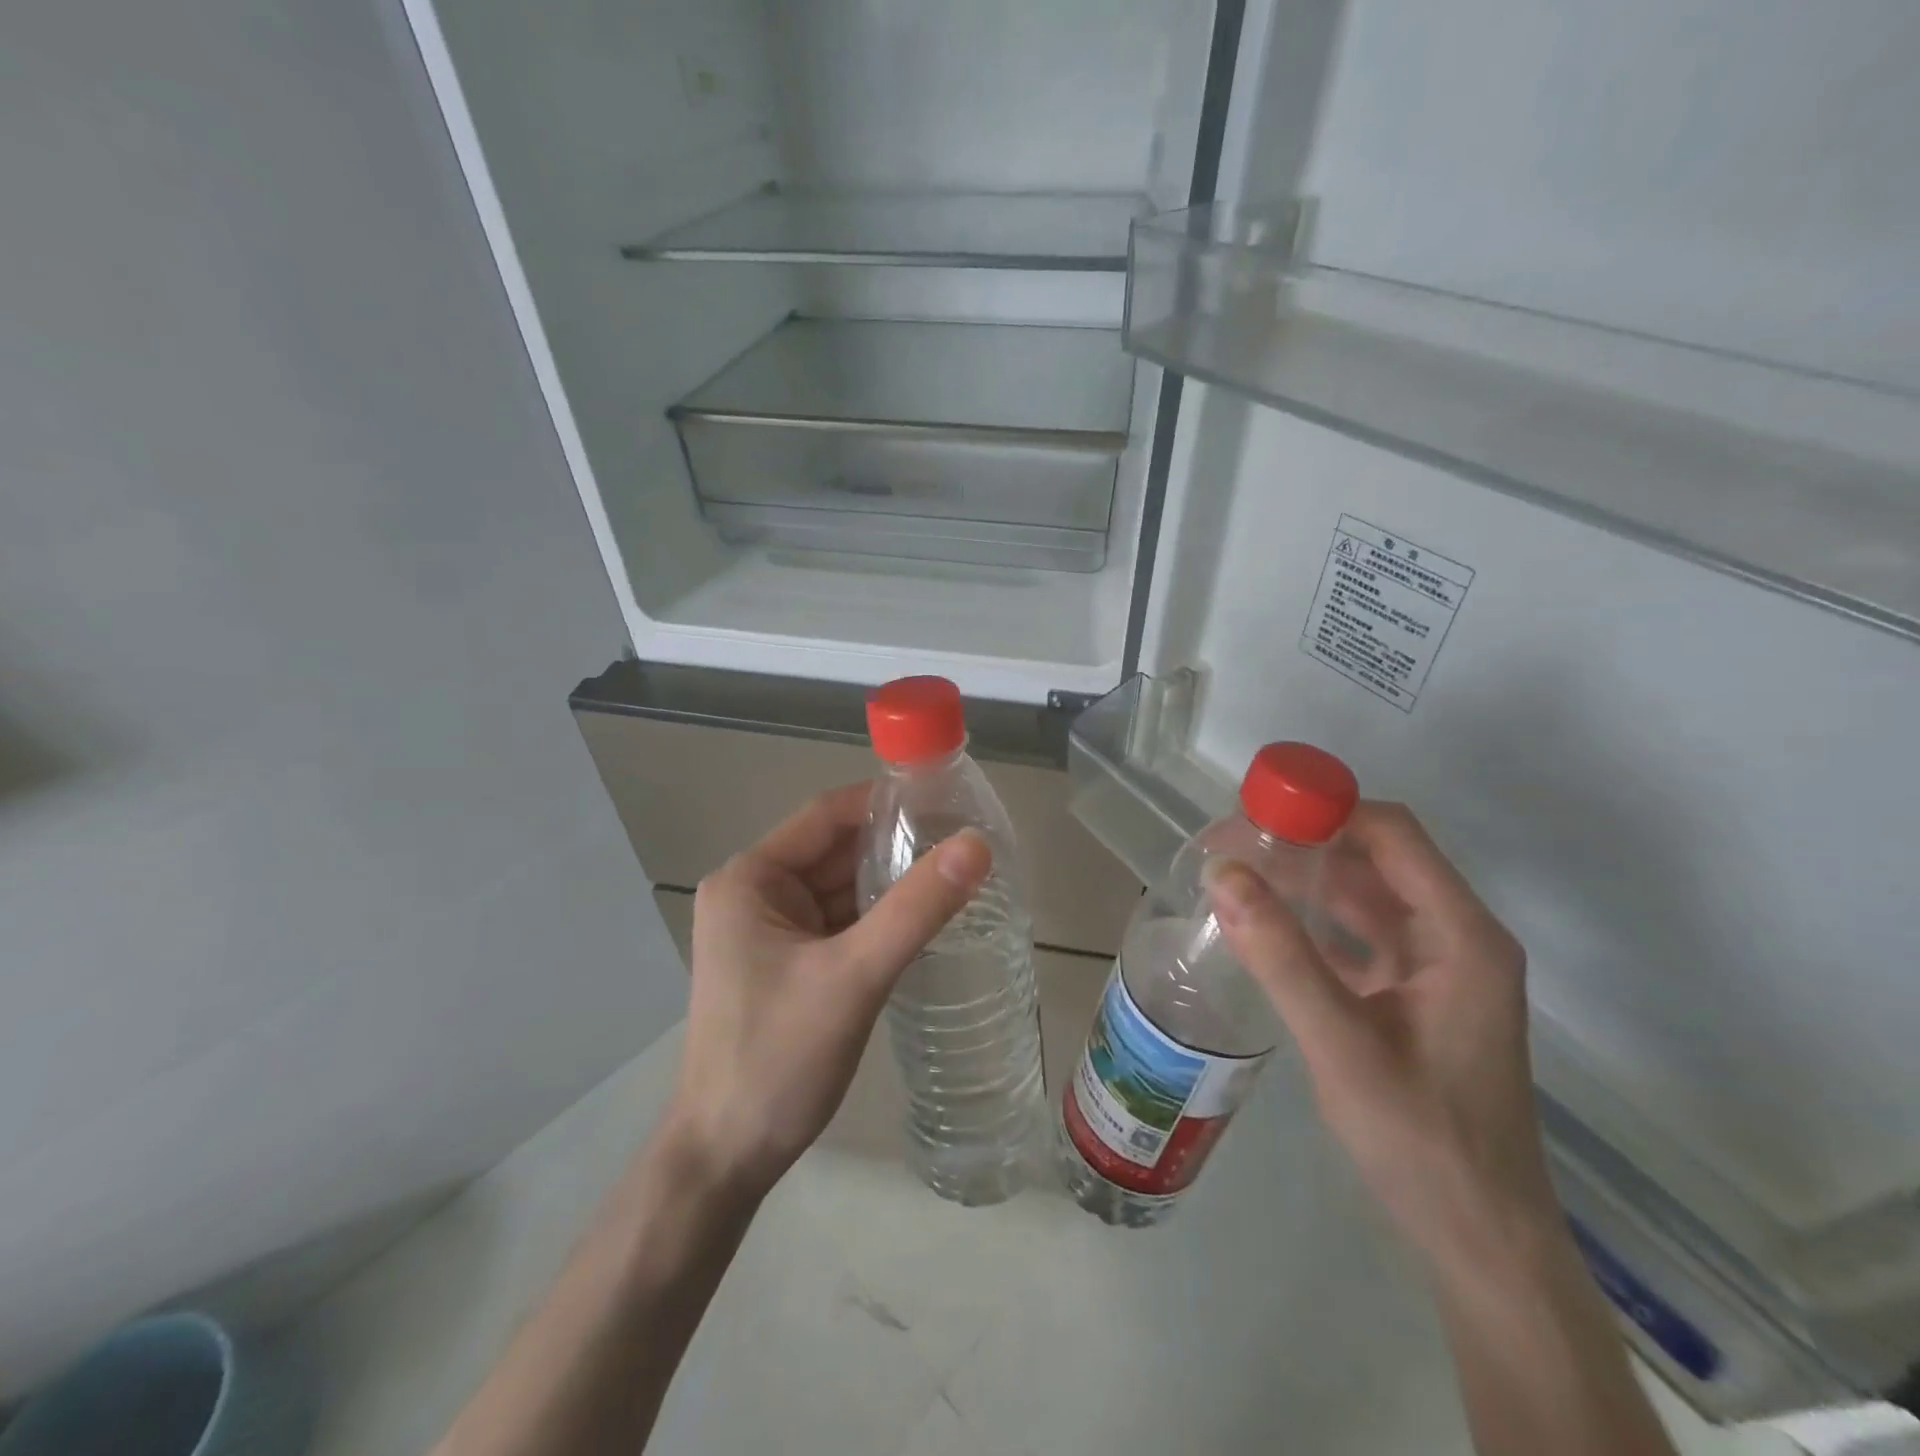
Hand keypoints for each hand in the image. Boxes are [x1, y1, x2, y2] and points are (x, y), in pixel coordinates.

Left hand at [665, 782, 991, 1200]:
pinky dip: (878, 918)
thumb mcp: (853, 978)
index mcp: (751, 879)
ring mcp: (770, 930)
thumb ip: (916, 909)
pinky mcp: (788, 963)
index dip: (885, 803)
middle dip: (896, 846)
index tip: (948, 801)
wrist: (726, 1158)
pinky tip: (925, 917)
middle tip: (966, 841)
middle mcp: (755, 893)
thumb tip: (976, 845)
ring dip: (891, 883)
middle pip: (836, 851)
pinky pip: (841, 923)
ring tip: (959, 873)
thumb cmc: (778, 1059)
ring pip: (842, 888)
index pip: (826, 816)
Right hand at [1207, 802, 1555, 1270]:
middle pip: (1375, 858)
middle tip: (1229, 846)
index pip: (1392, 834)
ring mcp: (1434, 967)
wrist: (1479, 1240)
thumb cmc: (1422, 1139)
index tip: (1255, 814)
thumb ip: (1280, 956)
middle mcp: (1454, 937)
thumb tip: (1222, 874)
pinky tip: (1261, 925)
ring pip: (1362, 895)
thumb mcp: (1341, 1044)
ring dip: (1302, 879)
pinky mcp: (1410, 994)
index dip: (1326, 810)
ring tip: (1234, 875)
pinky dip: (1309, 921)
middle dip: (1303, 842)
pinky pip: (1356, 936)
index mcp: (1461, 935)